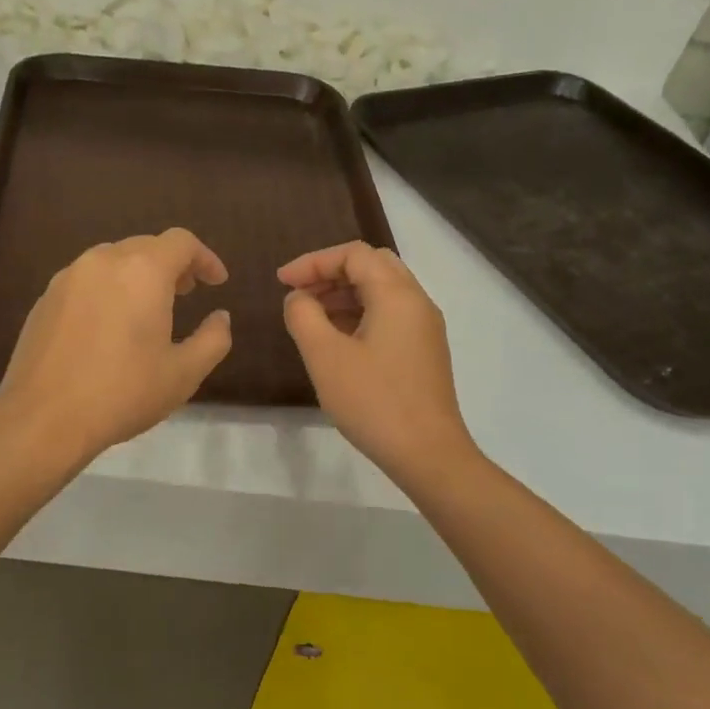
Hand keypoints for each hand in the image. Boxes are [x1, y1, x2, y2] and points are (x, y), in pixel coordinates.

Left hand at [0, 228, 233, 465]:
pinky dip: (108, 289)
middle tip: (186, 294)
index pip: (181, 242)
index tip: (216, 283)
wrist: (43, 418)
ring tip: (148, 309)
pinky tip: (109, 326)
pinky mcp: (45, 298)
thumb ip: (213, 339)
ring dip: (138, 275)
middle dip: (172, 265)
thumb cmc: (122, 393)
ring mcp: (68, 277)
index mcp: (142, 271)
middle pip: (146, 246)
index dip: (205, 258)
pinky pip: (86, 280)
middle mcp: (103, 261)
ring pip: (113, 260)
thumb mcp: (184, 373)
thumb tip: (221, 317)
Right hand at [279, 242, 476, 482]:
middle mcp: (417, 302)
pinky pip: (390, 315)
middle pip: (372, 265)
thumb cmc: (373, 401)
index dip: (313, 262)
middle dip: (331, 273)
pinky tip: (337, 340)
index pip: (354, 254)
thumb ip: (303, 316)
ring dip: (344, 294)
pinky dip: (360, 314)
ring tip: (310, 317)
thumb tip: (298, 298)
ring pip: (382, 291)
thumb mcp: (325, 356)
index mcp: (397, 295)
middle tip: (299, 294)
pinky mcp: (424, 351)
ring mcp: (425, 328)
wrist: (427, 454)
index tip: (281, 282)